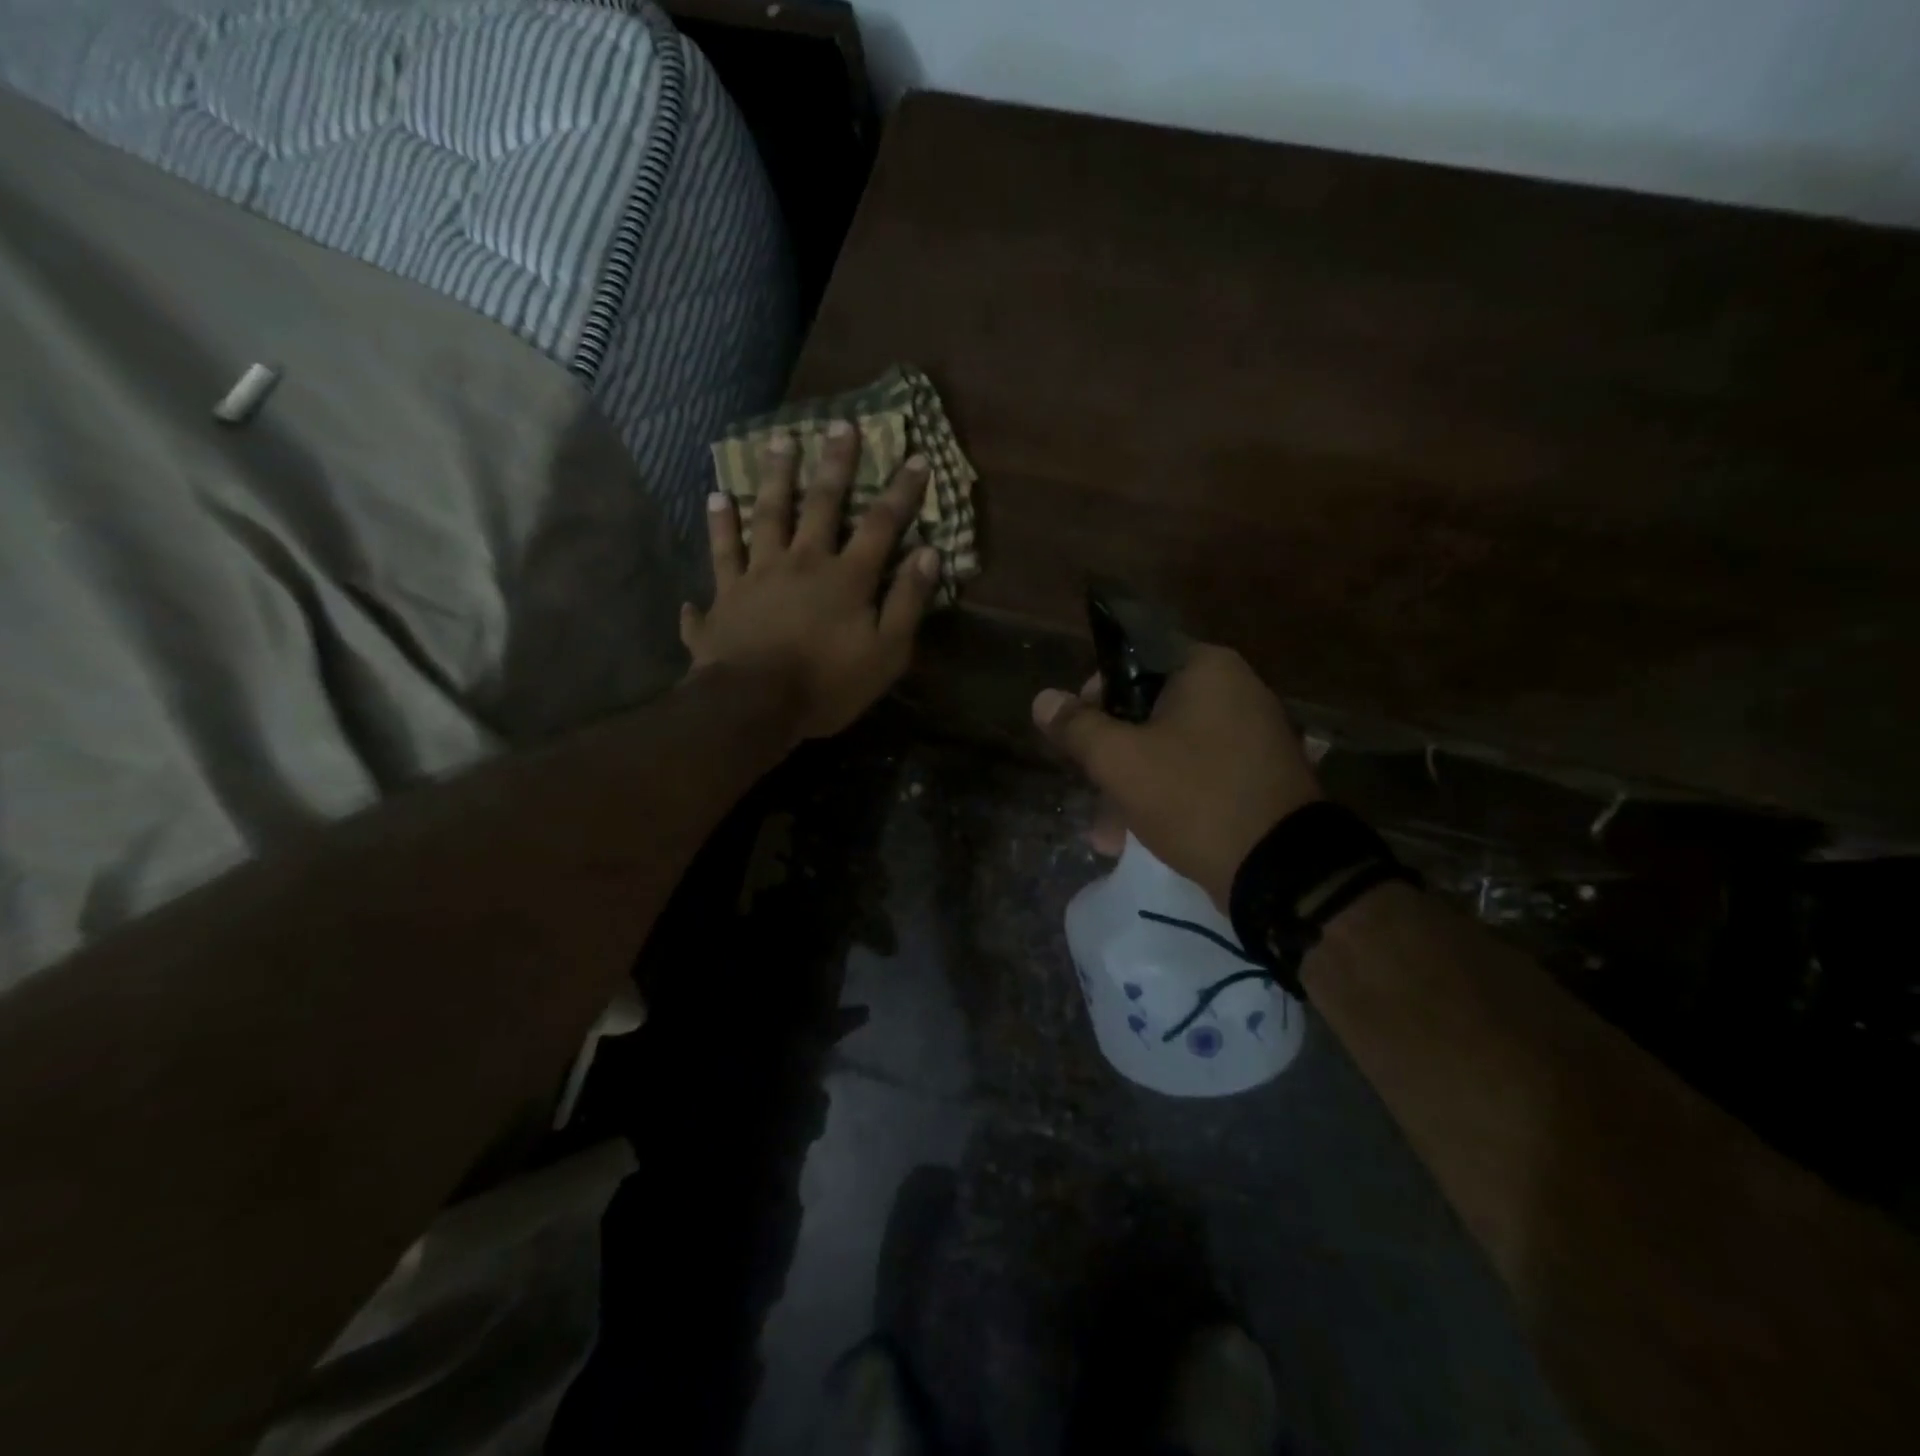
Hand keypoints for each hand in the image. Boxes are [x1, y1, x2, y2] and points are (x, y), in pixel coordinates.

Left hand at [682, 422, 939, 740]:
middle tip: (839, 424)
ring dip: (772, 478)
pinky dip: (716, 530)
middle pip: (819, 505)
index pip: (880, 525)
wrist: (754, 705)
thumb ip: (907, 603)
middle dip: (834, 465)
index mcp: (845, 578)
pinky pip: (719, 556)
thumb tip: (928, 554)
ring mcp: (757, 576)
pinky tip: (712, 501)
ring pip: (765, 516)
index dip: (901, 492)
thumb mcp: (886, 653)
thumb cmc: (827, 684)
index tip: (916, 457)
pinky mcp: (724, 597)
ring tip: (776, 443)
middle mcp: (801, 563)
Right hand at [1033, 645, 1321, 906]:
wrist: (1281, 871)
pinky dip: (1166, 795)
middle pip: (1148, 708)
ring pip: (1169, 746)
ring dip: (1131, 784)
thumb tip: (1043, 699)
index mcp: (1206, 668)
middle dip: (1110, 753)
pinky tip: (1137, 837)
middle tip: (1089, 787)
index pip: (1132, 659)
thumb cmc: (1193, 798)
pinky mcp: (1257, 775)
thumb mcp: (1120, 761)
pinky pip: (1197, 772)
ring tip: (1105, 834)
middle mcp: (1235, 690)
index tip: (1077, 733)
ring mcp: (1252, 734)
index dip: (1094, 693)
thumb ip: (1077, 727)